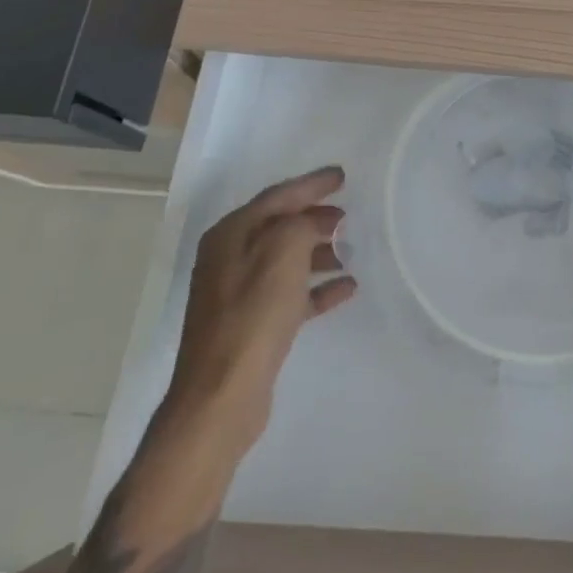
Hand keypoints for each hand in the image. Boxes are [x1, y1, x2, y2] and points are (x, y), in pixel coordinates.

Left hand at [166, 165, 355, 452]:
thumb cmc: (253, 314)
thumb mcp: (283, 251)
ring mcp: (238, 293)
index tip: (342, 176)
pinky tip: (347, 287)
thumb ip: (300, 224)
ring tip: (351, 250)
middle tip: (348, 215)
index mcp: (231, 234)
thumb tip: (311, 224)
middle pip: (280, 226)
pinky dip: (317, 288)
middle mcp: (229, 258)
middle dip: (315, 217)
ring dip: (319, 252)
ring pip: (286, 260)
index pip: (277, 196)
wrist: (222, 395)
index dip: (311, 184)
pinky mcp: (251, 325)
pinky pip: (290, 294)